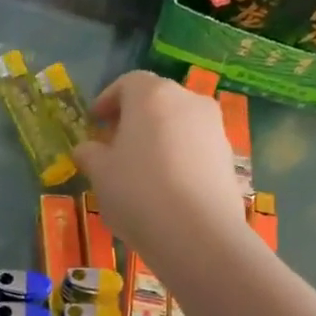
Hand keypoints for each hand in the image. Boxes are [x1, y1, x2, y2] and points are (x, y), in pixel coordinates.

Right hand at [73, 72, 245, 259]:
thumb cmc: (137, 192)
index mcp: (152, 96)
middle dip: (134, 117)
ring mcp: (214, 128)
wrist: (197, 232)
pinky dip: (179, 157)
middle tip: (115, 144)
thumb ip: (90, 154)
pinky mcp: (228, 157)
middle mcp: (188, 101)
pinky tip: (166, 187)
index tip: (95, 121)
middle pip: (157, 100)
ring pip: (179, 123)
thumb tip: (87, 149)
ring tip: (141, 169)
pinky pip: (196, 148)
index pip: (127, 83)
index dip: (108, 100)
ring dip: (159, 137)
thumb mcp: (100, 174)